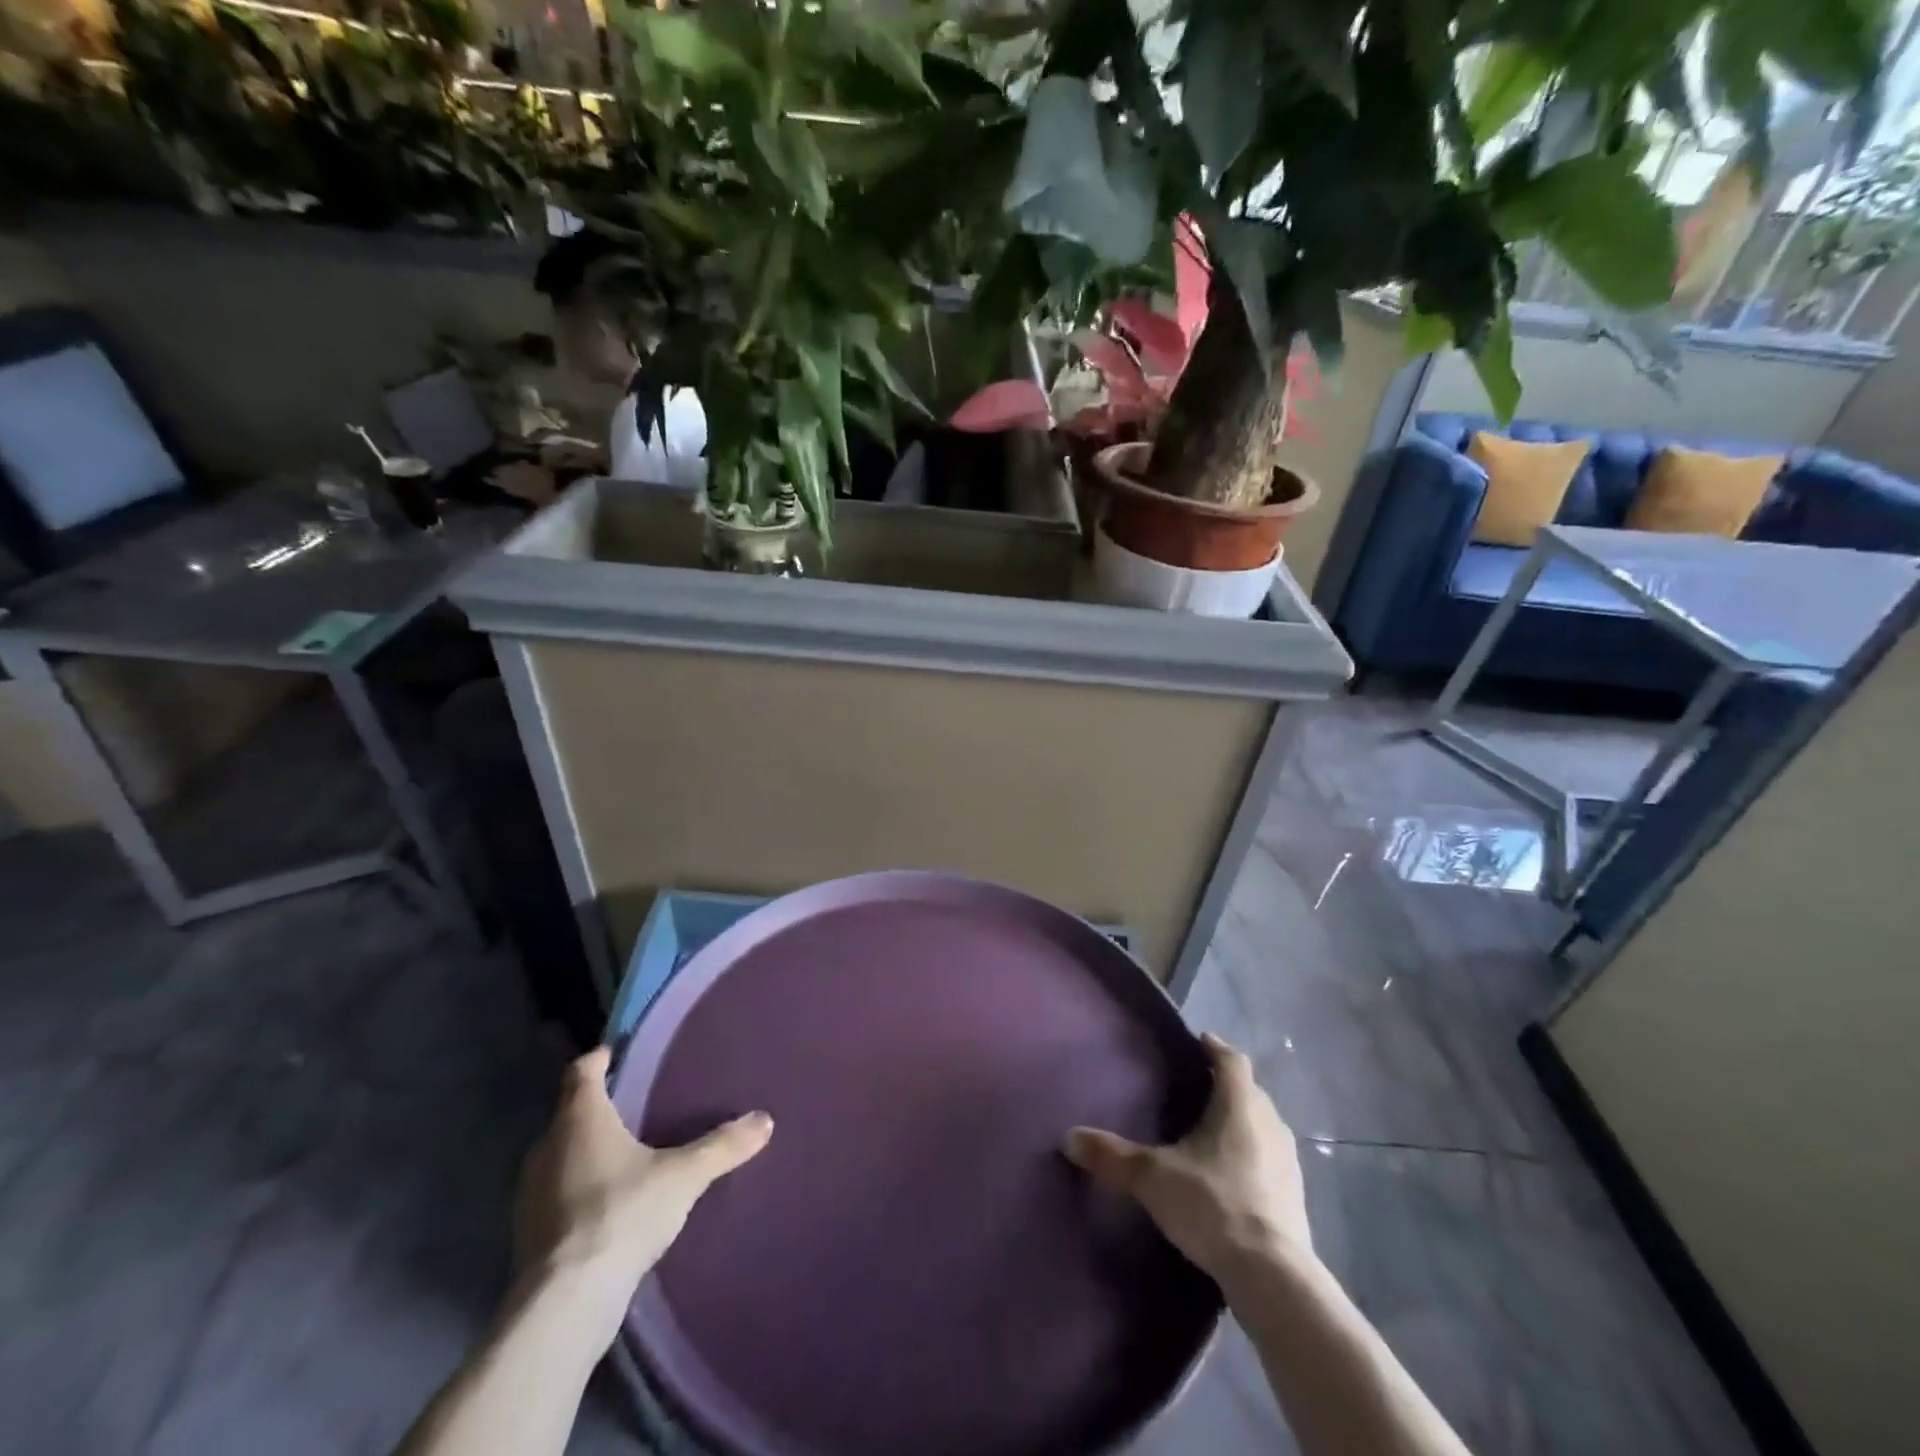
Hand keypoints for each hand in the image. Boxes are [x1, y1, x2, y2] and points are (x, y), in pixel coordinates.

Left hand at [514, 1047, 772, 1291]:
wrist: (566, 1303)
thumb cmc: (622, 1213)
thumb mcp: (684, 1175)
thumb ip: (723, 1146)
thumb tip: (765, 1120)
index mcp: (579, 1119)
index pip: (581, 1071)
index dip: (598, 1059)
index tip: (615, 1053)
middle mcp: (547, 1147)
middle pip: (570, 1113)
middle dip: (597, 1107)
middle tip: (633, 1105)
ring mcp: (530, 1193)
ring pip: (560, 1155)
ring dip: (585, 1151)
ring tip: (624, 1154)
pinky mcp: (528, 1234)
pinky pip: (556, 1194)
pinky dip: (577, 1189)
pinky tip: (607, 1204)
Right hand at [1064, 1033, 1310, 1279]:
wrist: (1273, 1278)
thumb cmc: (1213, 1205)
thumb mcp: (1152, 1178)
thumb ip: (1112, 1156)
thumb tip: (1068, 1137)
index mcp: (1240, 1106)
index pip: (1232, 1060)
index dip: (1216, 1047)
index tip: (1200, 1041)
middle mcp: (1270, 1124)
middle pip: (1250, 1091)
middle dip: (1227, 1085)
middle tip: (1198, 1086)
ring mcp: (1288, 1162)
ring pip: (1263, 1125)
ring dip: (1243, 1121)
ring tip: (1212, 1129)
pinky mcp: (1295, 1197)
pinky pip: (1270, 1159)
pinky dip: (1252, 1155)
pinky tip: (1232, 1174)